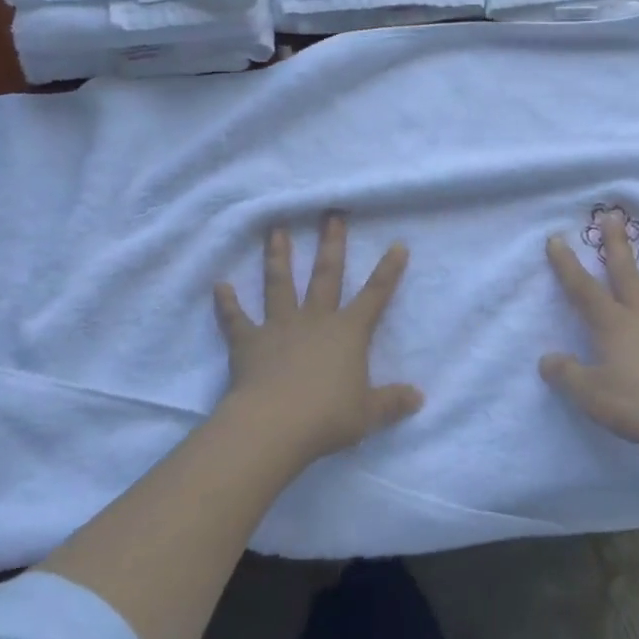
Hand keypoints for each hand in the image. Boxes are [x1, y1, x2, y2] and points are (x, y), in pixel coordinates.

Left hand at [213, 214, 422, 463]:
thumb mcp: (368, 414)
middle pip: (326, 275)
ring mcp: (279, 327)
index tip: (397, 244)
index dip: (388, 271)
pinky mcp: (248, 342)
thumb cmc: (327, 417)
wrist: (274, 425)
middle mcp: (315, 320)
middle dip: (331, 243)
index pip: (375, 295)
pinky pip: (236, 319)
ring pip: (280, 283)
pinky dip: (226, 303)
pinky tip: (219, 285)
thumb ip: (392, 402)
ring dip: (278, 256)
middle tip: (331, 214)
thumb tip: (419, 397)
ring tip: (276, 229)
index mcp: (348, 333)